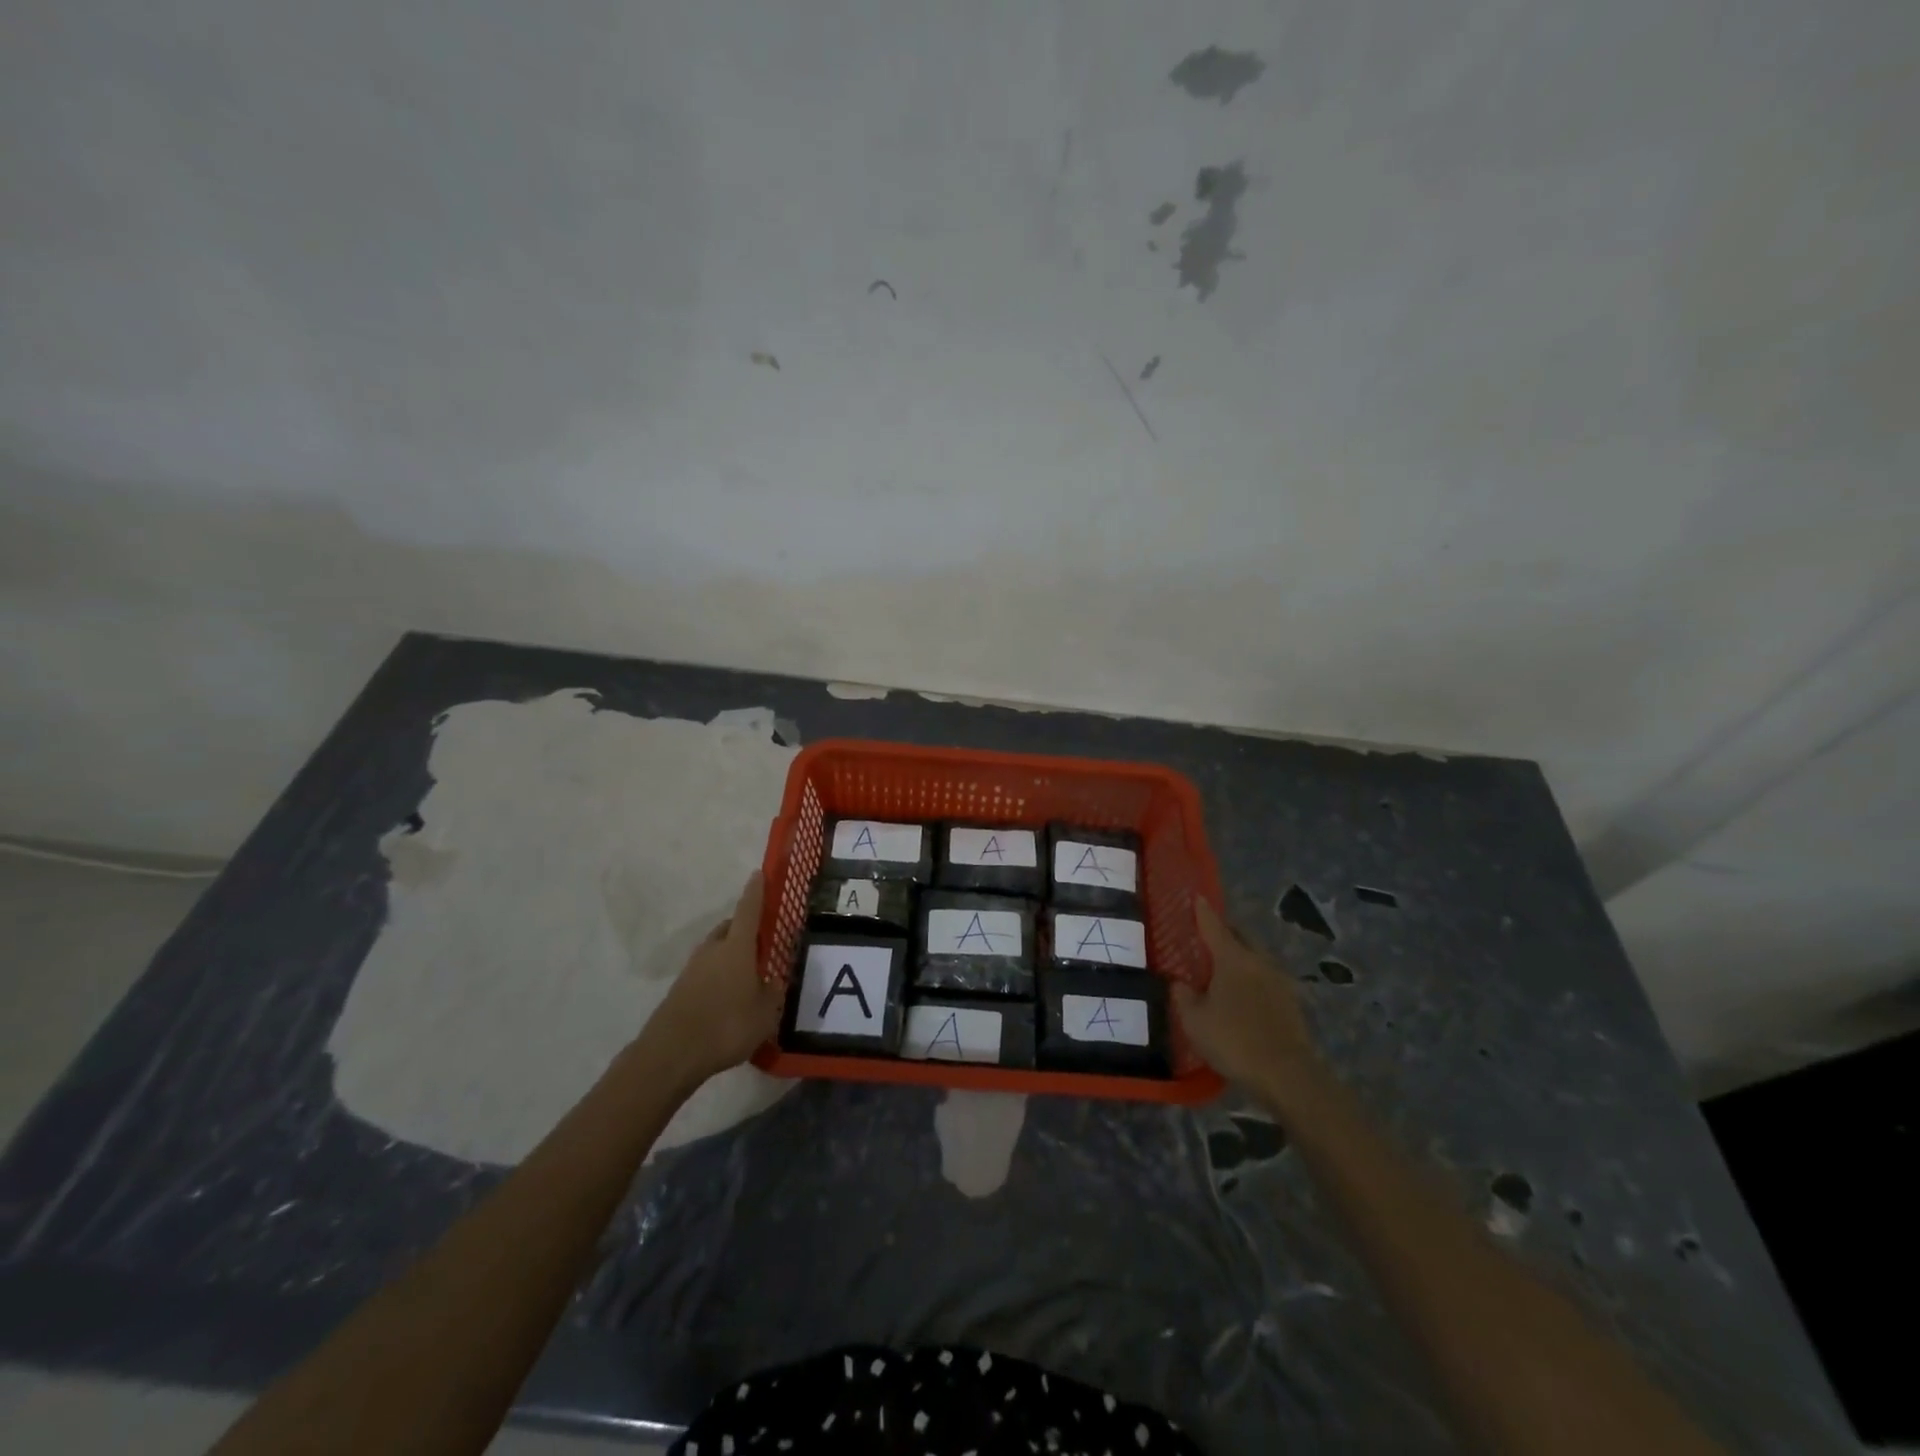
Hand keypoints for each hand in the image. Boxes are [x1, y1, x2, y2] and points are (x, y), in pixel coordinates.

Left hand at [638, 872, 785, 1089]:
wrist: (671, 1054)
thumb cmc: (726, 1025)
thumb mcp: (766, 1012)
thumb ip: (774, 992)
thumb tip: (775, 980)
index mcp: (737, 947)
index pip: (749, 909)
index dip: (756, 891)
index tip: (759, 873)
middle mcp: (713, 950)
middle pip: (730, 928)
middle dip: (746, 929)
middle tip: (764, 940)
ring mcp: (693, 969)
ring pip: (717, 950)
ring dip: (732, 954)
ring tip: (749, 973)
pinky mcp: (680, 990)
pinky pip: (706, 972)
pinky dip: (719, 976)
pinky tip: (729, 997)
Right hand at [1173, 899, 1317, 1095]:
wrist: (1287, 1074)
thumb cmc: (1234, 1040)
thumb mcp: (1194, 1021)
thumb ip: (1183, 996)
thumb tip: (1179, 982)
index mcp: (1232, 958)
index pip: (1213, 925)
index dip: (1202, 911)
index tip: (1196, 897)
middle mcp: (1258, 961)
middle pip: (1240, 935)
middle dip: (1225, 930)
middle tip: (1206, 935)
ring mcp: (1279, 980)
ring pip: (1256, 955)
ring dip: (1240, 954)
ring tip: (1223, 966)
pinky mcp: (1291, 1001)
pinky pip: (1266, 977)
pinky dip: (1252, 976)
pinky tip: (1243, 992)